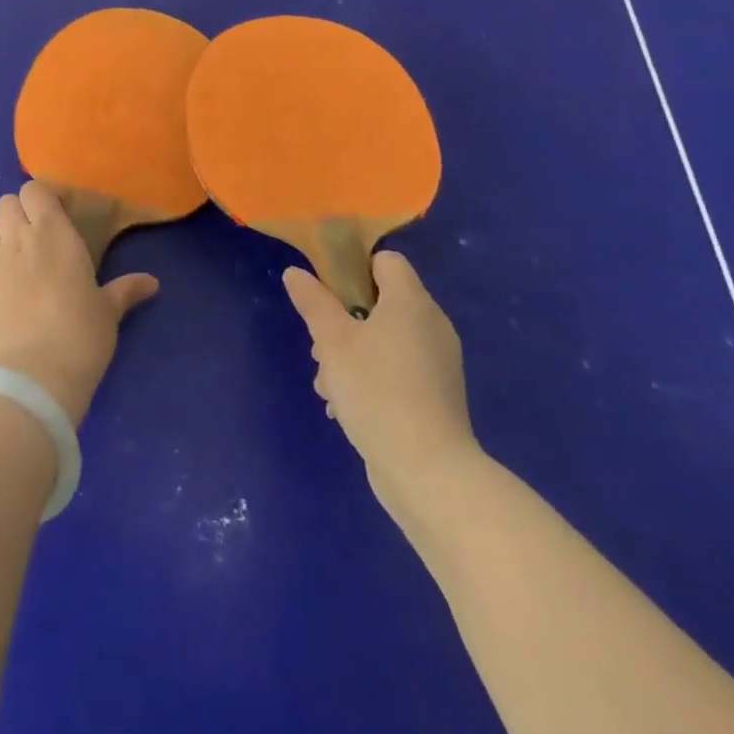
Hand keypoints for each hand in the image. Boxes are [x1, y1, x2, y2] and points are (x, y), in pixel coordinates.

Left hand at [0, 182, 158, 424]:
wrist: (30, 380)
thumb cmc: (80, 336)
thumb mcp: (108, 312)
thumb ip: (125, 290)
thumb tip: (152, 283)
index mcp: (52, 233)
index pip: (34, 190)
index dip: (42, 198)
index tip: (59, 214)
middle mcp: (17, 240)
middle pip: (5, 203)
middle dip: (18, 212)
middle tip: (38, 237)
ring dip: (2, 238)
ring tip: (20, 263)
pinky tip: (9, 298)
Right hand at [284, 252, 477, 521]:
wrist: (429, 472)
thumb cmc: (377, 391)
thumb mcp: (332, 341)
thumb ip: (313, 302)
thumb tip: (295, 273)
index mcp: (411, 302)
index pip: (385, 261)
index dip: (353, 269)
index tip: (327, 293)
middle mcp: (431, 325)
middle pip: (380, 302)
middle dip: (343, 320)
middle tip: (321, 345)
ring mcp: (437, 363)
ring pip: (384, 339)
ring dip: (351, 353)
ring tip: (327, 384)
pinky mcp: (436, 396)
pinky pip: (397, 369)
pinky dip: (372, 378)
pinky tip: (346, 406)